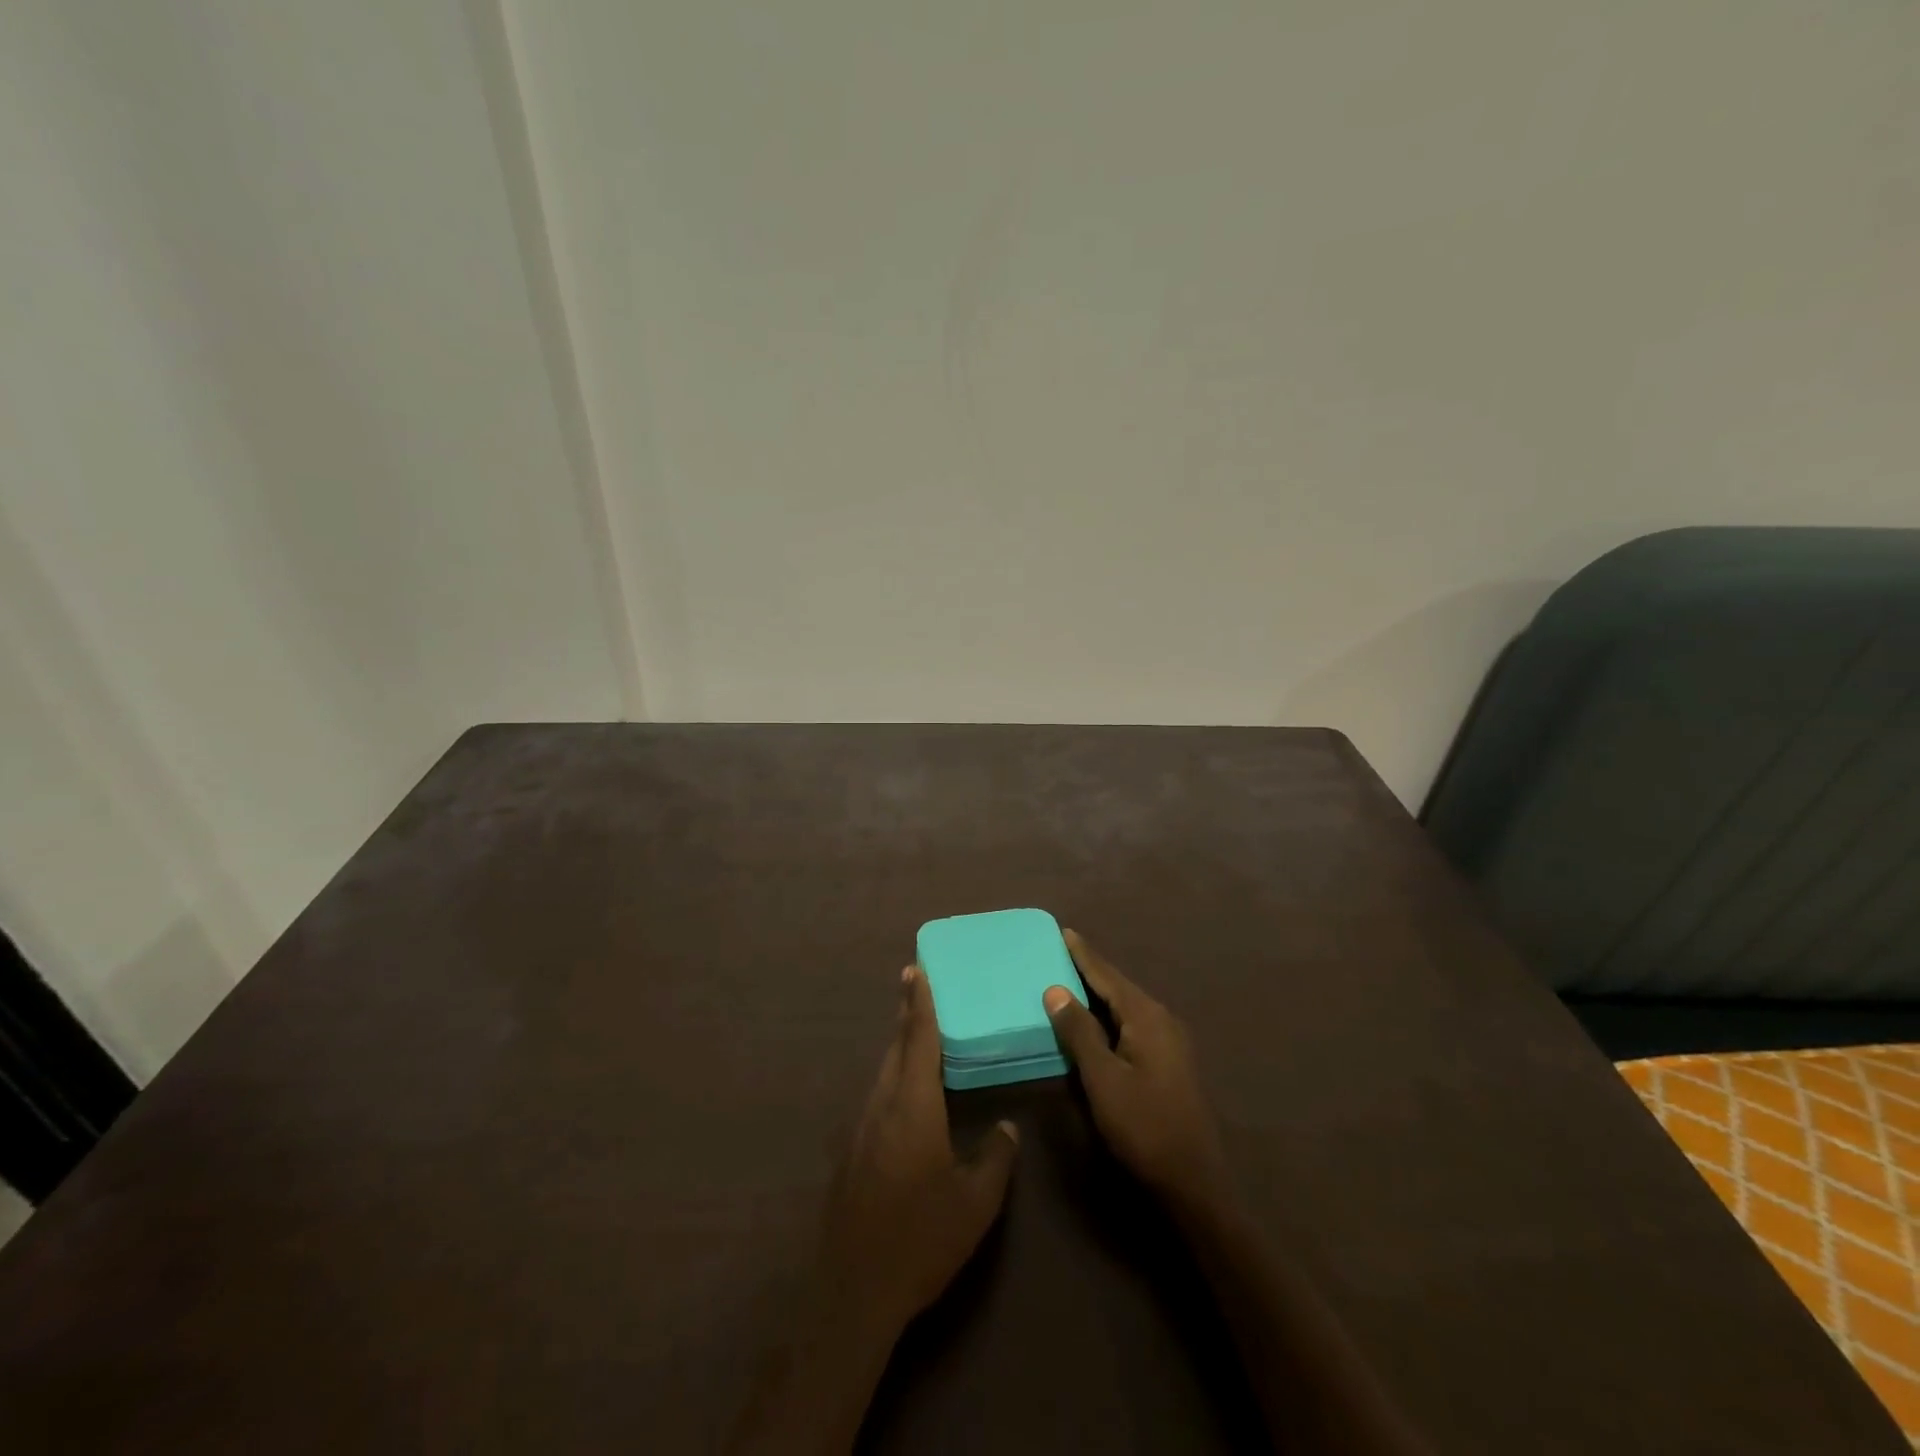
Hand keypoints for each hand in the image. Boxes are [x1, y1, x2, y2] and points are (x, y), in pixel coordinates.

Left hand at [817, 965, 1020, 1338]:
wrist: (854, 1290)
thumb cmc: (920, 1238)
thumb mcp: (975, 1203)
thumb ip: (994, 1158)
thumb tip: (1006, 1127)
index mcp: (912, 1107)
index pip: (917, 1040)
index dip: (918, 1003)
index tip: (915, 969)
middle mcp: (882, 1106)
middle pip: (895, 1049)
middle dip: (906, 1016)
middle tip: (916, 986)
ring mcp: (861, 1129)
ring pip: (883, 1073)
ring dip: (899, 1047)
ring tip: (916, 1033)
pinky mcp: (852, 1153)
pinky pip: (877, 1097)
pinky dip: (893, 1078)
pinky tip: (906, 1095)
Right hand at [1043, 930, 1231, 1215]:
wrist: (1194, 1181)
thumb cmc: (1144, 1126)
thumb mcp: (1103, 1079)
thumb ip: (1079, 1032)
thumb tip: (1056, 989)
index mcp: (1147, 1016)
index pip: (1108, 976)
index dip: (1084, 955)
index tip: (1064, 931)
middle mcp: (1162, 1020)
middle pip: (1119, 987)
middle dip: (1090, 970)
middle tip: (1060, 953)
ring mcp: (1170, 1042)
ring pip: (1126, 1007)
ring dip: (1099, 994)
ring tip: (1071, 980)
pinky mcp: (1169, 1062)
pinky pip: (1133, 1025)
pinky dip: (1110, 1016)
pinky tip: (1095, 1022)